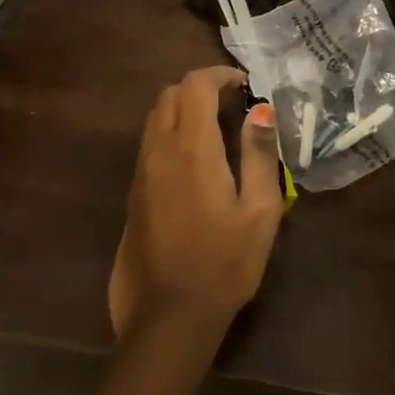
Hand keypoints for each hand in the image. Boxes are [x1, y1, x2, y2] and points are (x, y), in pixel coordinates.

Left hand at [109, 66, 283, 340]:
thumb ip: (260, 154)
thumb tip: (261, 110)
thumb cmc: (225, 263)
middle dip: (200, 87)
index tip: (246, 86)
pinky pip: (150, 144)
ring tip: (217, 128)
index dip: (220, 75)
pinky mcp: (133, 195)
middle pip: (169, 95)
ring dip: (183, 109)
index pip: (195, 86)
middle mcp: (159, 153)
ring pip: (155, 118)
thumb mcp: (260, 210)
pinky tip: (197, 161)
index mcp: (192, 150)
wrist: (169, 319)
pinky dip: (172, 133)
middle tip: (233, 104)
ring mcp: (140, 174)